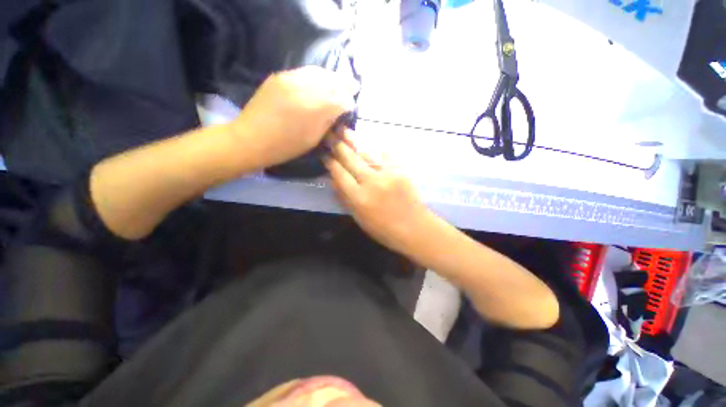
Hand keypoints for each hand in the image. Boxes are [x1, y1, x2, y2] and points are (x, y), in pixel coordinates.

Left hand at [231, 66, 357, 168]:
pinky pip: (305, 72)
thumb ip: (328, 121)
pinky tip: (321, 82)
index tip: (351, 106)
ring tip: (339, 82)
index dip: (349, 102)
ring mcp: (290, 78)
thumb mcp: (314, 139)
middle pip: (332, 81)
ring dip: (332, 77)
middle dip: (344, 84)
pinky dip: (317, 76)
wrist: (251, 138)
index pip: (341, 99)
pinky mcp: (280, 76)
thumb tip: (339, 110)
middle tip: (353, 87)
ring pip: (319, 72)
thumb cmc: (286, 146)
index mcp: (315, 108)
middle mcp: (305, 88)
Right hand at [325, 130, 432, 254]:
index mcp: (359, 198)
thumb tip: (333, 180)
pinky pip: (385, 155)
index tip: (324, 154)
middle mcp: (372, 182)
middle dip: (338, 146)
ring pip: (367, 153)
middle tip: (329, 134)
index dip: (330, 163)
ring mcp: (388, 174)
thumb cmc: (383, 229)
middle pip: (351, 160)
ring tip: (343, 130)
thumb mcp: (359, 218)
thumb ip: (345, 199)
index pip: (340, 174)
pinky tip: (368, 141)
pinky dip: (375, 148)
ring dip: (354, 141)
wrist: (414, 227)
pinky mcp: (400, 170)